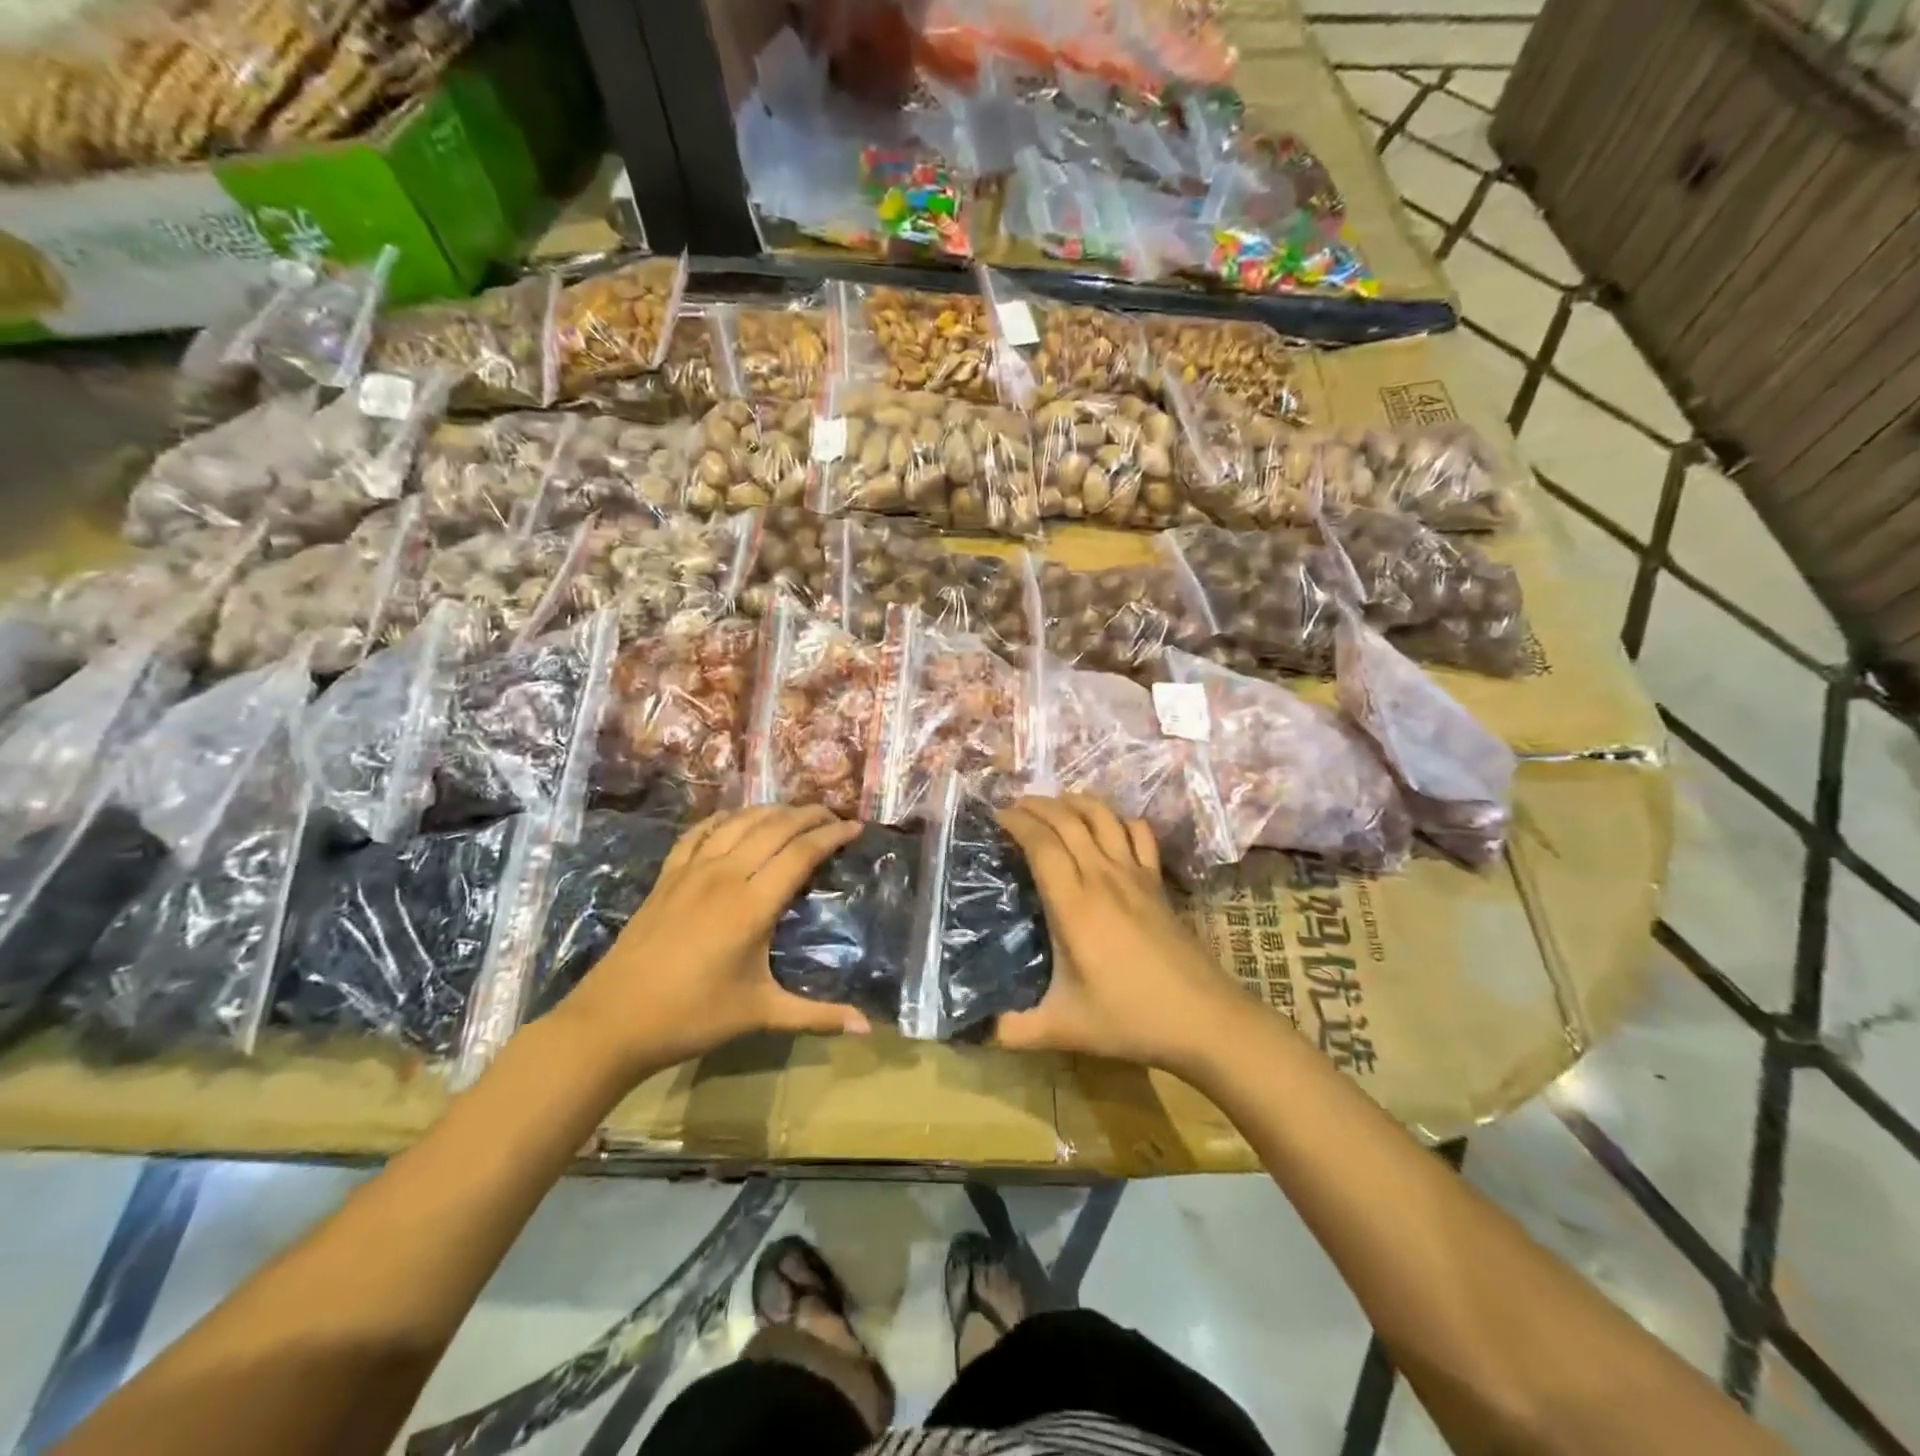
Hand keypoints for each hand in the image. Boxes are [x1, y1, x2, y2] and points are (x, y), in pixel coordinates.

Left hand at [557, 805, 868, 1075]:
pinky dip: (724, 818)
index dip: (832, 835)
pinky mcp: (667, 876)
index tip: (857, 828)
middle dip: (808, 815)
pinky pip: (699, 832)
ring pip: (739, 823)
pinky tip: (736, 818)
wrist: (612, 1021)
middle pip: (774, 827)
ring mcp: (692, 871)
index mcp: (752, 905)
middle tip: (834, 815)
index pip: (801, 853)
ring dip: (772, 811)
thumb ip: (817, 1016)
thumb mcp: (760, 1014)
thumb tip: (868, 1029)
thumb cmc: (692, 1017)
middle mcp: (725, 876)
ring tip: (796, 813)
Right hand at [993, 795, 1243, 1072]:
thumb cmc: (1130, 1018)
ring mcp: (1135, 874)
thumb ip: (1012, 1031)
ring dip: (1074, 802)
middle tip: (1013, 807)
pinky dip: (1118, 819)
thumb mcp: (1063, 1029)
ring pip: (1103, 816)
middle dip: (1037, 805)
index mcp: (1073, 905)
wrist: (1203, 1018)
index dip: (1016, 823)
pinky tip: (1106, 827)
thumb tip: (976, 1030)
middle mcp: (1102, 877)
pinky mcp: (1157, 881)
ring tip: (1053, 806)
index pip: (1040, 843)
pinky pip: (1138, 833)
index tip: (995, 818)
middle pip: (1067, 819)